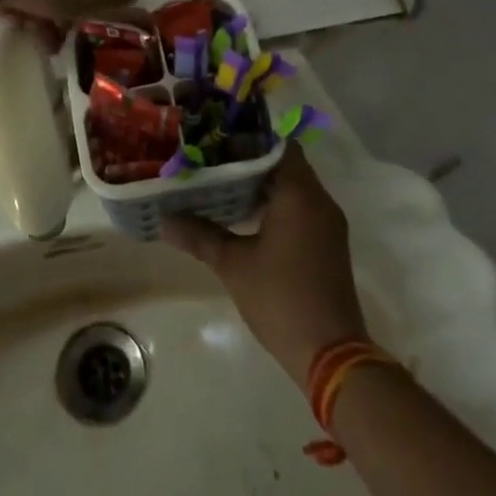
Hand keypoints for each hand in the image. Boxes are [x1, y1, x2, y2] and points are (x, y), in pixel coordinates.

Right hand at [162, 142, 367, 390]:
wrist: (331, 355)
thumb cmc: (280, 298)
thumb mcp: (233, 264)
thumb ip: (199, 235)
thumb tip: (164, 219)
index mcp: (299, 194)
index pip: (278, 145)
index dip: (249, 140)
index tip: (218, 143)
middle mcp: (319, 201)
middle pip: (285, 164)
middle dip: (250, 162)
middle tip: (212, 163)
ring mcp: (328, 224)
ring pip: (293, 188)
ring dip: (262, 185)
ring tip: (222, 186)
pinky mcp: (328, 244)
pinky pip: (302, 209)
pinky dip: (276, 205)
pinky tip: (245, 218)